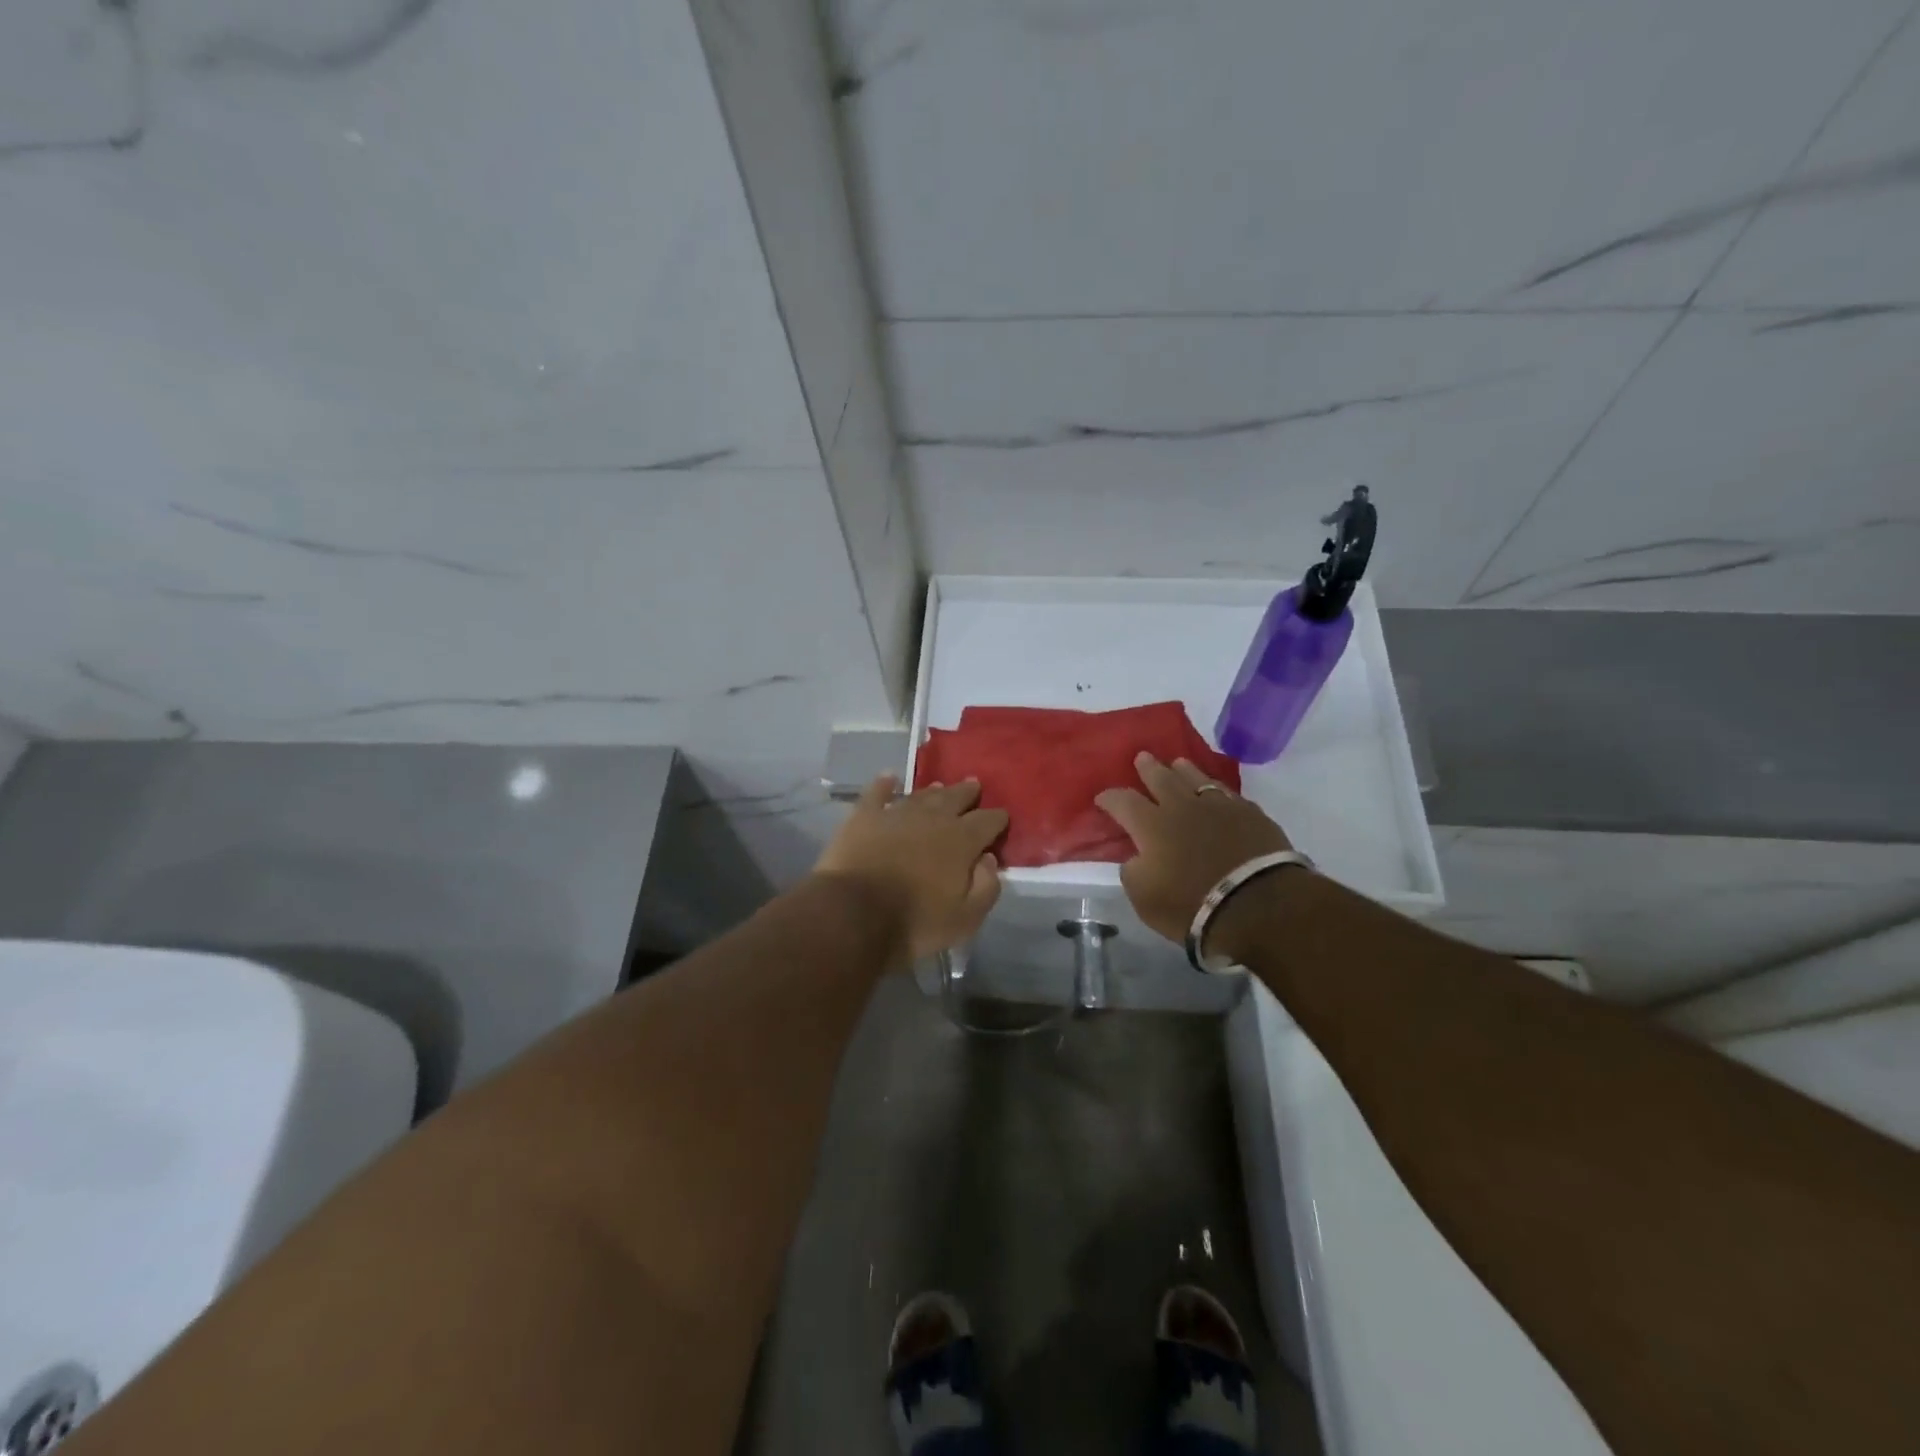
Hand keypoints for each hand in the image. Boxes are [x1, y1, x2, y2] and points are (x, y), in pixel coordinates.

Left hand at [813, 775, 1007, 963]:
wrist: (854, 914)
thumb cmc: (915, 922)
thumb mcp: (966, 919)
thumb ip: (986, 887)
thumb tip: (989, 860)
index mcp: (961, 840)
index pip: (988, 821)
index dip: (997, 818)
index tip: (1002, 817)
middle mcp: (933, 818)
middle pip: (956, 798)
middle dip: (968, 793)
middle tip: (974, 786)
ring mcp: (896, 814)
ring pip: (920, 795)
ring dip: (933, 791)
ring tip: (940, 787)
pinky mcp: (864, 817)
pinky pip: (876, 793)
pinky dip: (884, 784)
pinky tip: (888, 778)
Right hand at [1096, 753, 1293, 953]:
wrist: (1258, 905)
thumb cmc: (1192, 905)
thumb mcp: (1144, 898)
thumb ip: (1133, 871)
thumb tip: (1136, 857)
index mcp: (1151, 825)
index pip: (1123, 802)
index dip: (1110, 798)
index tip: (1102, 798)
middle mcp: (1182, 807)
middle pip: (1161, 779)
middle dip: (1148, 769)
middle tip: (1142, 758)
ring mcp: (1219, 806)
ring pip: (1196, 778)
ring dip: (1183, 770)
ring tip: (1178, 763)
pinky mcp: (1250, 814)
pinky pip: (1227, 793)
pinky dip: (1215, 789)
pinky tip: (1216, 791)